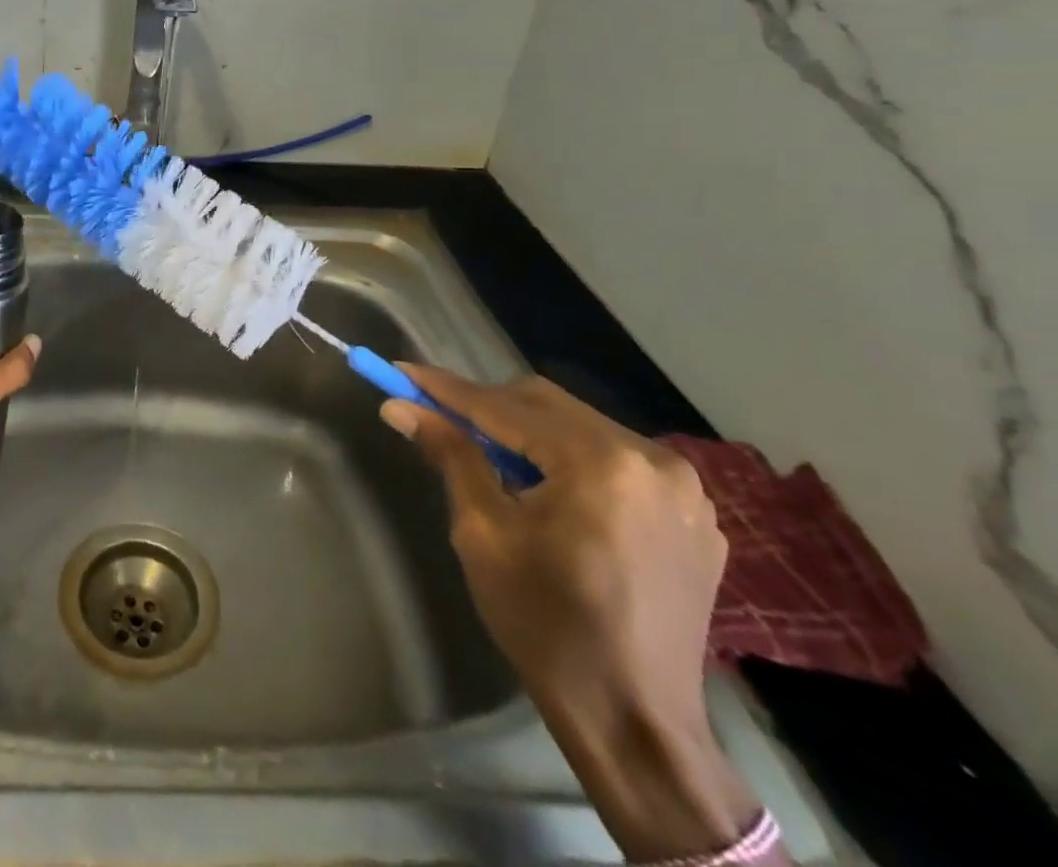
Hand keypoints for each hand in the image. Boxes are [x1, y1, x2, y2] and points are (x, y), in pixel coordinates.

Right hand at [383, 367, 761, 861]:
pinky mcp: (696, 516)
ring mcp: (684, 488)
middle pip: (546, 404)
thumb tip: (400, 407)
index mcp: (599, 463)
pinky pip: (618, 461)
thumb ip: (450, 456)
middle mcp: (651, 458)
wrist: (634, 721)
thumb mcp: (482, 534)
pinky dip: (574, 461)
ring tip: (495, 461)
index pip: (503, 406)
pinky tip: (552, 493)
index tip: (401, 373)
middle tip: (440, 417)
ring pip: (582, 426)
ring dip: (531, 432)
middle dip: (489, 407)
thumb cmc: (545, 624)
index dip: (446, 389)